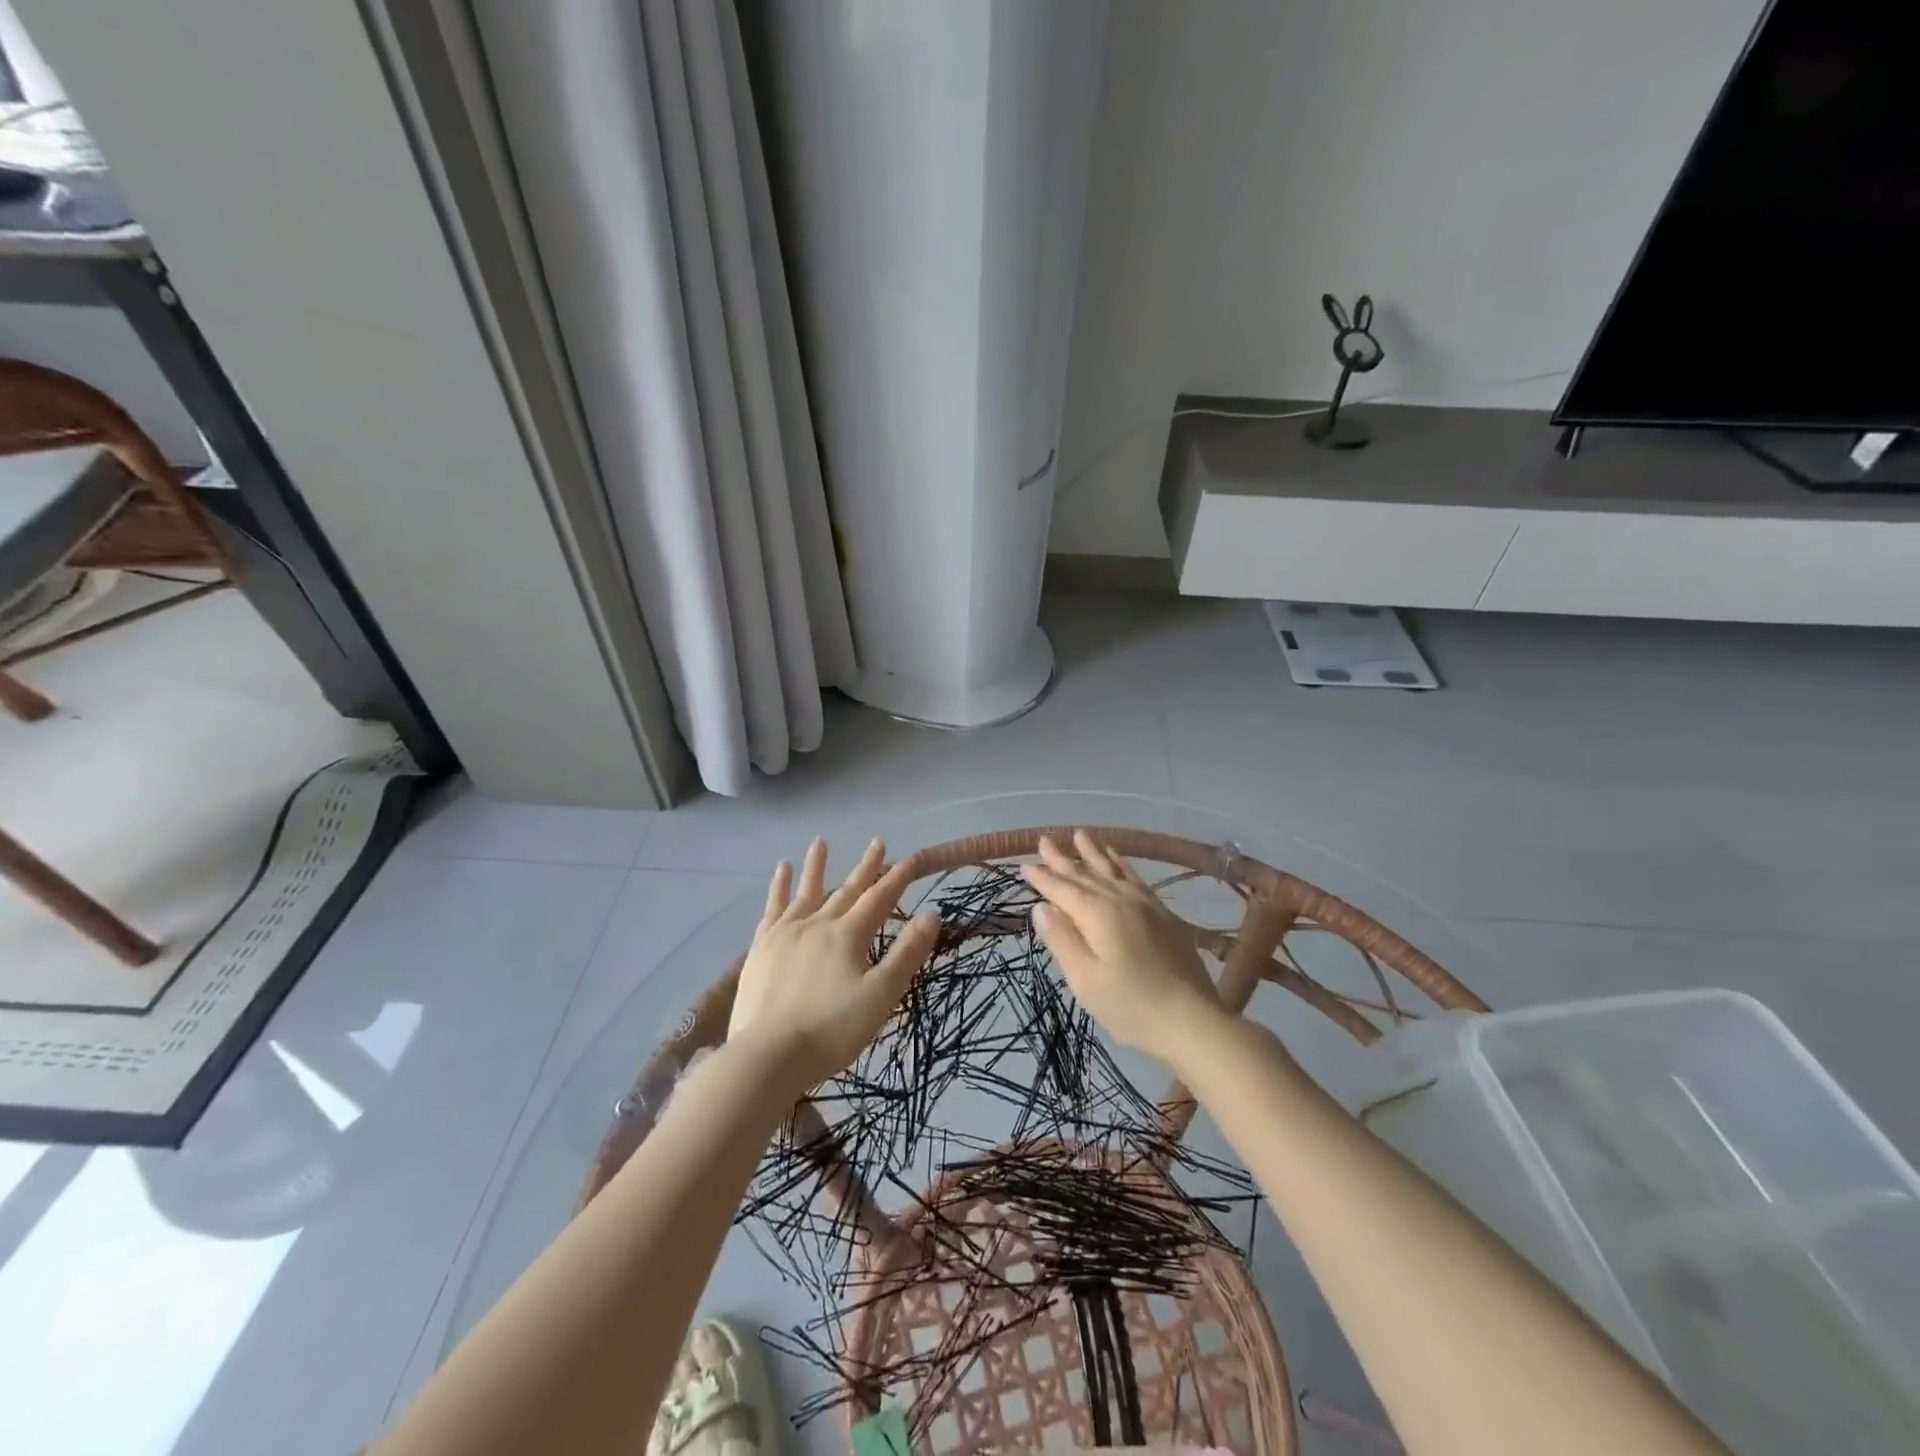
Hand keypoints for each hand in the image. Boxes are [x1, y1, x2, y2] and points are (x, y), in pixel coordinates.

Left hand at [729, 838, 939, 1097]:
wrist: (767, 1056)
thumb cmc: (831, 1031)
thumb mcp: (880, 996)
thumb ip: (906, 954)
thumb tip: (931, 914)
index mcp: (848, 935)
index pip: (879, 899)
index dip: (897, 878)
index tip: (911, 859)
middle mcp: (818, 924)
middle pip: (847, 890)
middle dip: (866, 867)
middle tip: (878, 842)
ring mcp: (786, 933)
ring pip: (806, 891)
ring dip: (816, 866)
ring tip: (820, 842)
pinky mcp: (762, 947)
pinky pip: (773, 908)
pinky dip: (778, 888)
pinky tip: (781, 872)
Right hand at [1022, 831, 1227, 1068]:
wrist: (1192, 1021)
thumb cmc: (1130, 1006)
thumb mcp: (1085, 980)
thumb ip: (1062, 940)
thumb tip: (1041, 906)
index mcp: (1098, 915)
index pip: (1063, 890)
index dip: (1043, 879)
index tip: (1025, 865)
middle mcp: (1121, 900)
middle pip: (1086, 875)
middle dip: (1063, 859)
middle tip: (1044, 840)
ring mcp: (1146, 905)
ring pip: (1113, 871)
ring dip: (1094, 853)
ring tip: (1080, 835)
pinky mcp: (1164, 915)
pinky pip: (1136, 878)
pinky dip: (1123, 865)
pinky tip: (1119, 860)